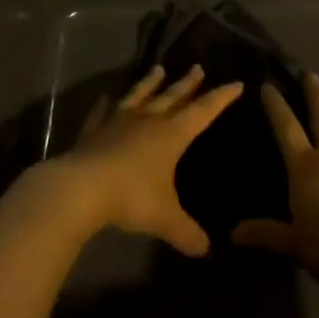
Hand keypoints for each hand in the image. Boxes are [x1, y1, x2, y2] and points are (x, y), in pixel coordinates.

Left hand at [50, 65, 241, 256]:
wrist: (82, 187)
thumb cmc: (132, 197)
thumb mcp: (165, 219)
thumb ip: (186, 232)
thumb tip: (205, 249)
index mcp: (171, 135)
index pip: (203, 111)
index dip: (221, 98)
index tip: (236, 83)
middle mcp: (148, 120)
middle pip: (172, 96)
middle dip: (188, 84)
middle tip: (198, 67)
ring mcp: (118, 121)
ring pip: (139, 95)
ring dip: (150, 83)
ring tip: (158, 69)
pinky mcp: (94, 130)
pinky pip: (103, 112)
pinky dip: (106, 105)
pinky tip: (107, 98)